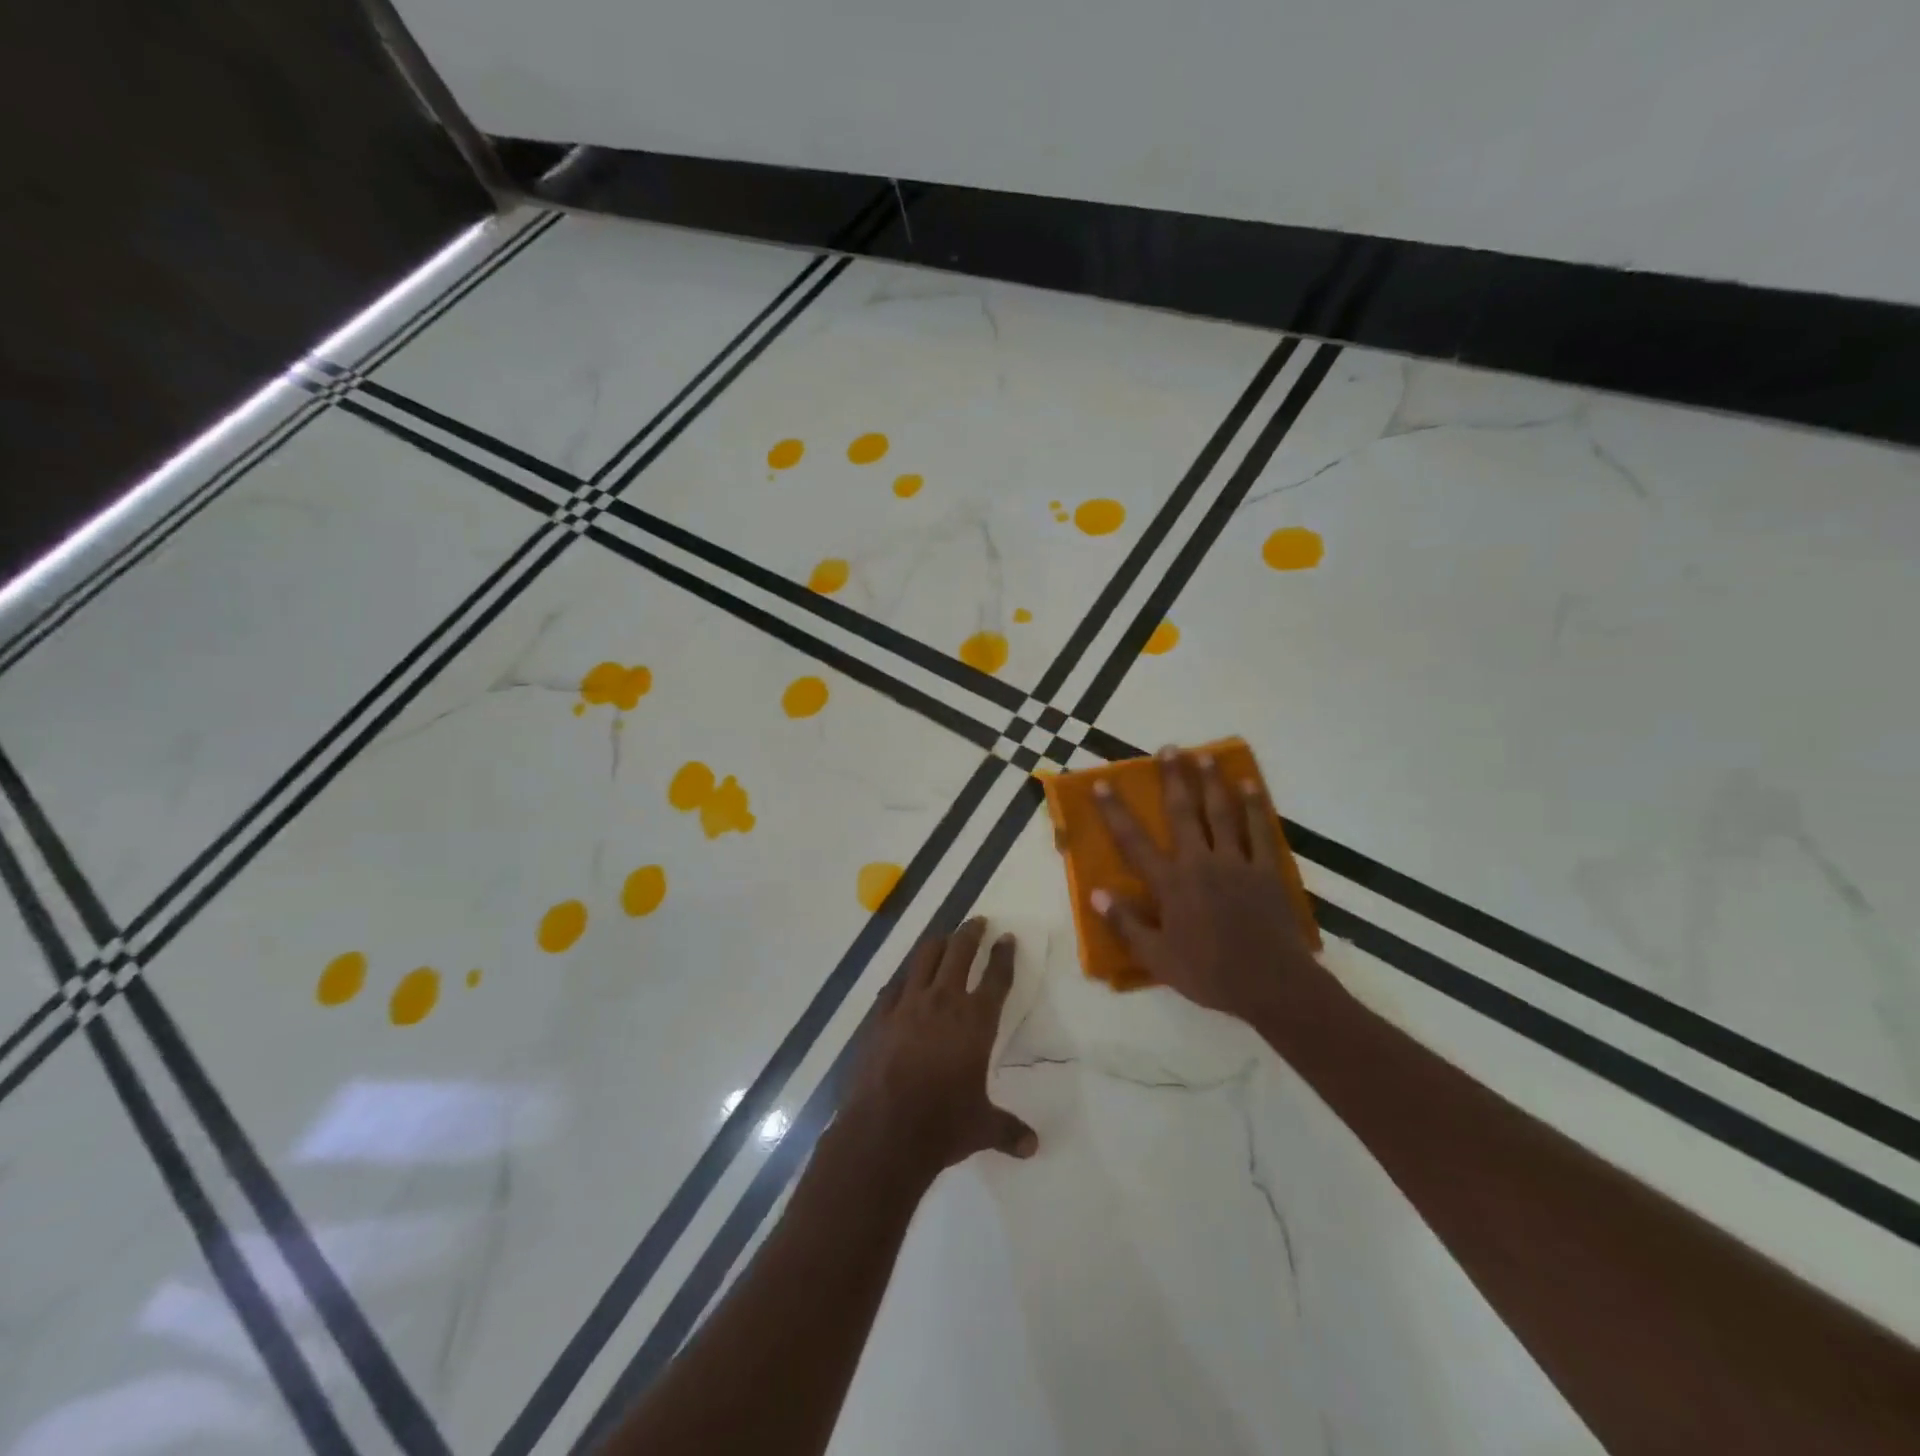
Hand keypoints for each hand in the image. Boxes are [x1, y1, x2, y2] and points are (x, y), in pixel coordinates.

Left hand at [846, 916, 1037, 1179]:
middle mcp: (943, 1002)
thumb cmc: (942, 1125)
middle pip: (959, 953)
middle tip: (978, 922)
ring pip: (925, 958)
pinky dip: (906, 975)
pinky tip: (907, 977)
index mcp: (975, 1021)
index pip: (996, 978)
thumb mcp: (983, 1128)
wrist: (885, 1131)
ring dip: (939, 943)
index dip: (1004, 955)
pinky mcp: (880, 1016)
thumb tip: (1033, 1146)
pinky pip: (896, 984)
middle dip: (971, 933)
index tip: (1008, 938)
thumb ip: (1008, 1130)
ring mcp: (908, 1005)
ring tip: (945, 937)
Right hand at [1091, 746, 1330, 1021]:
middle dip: (1173, 778)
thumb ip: (1126, 924)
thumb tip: (1096, 894)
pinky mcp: (1266, 870)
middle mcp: (1200, 863)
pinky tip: (1251, 785)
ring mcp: (1236, 863)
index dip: (1115, 811)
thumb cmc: (1209, 973)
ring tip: (1204, 755)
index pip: (1134, 841)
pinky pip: (1260, 830)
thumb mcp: (1157, 957)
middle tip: (1168, 748)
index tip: (1102, 784)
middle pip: (1183, 812)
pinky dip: (1255, 806)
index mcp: (1170, 884)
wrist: (1271, 985)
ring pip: (1221, 813)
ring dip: (1211, 782)